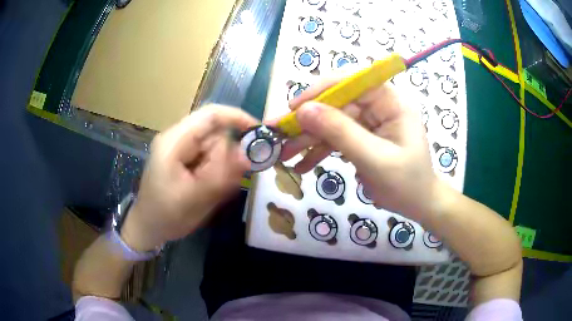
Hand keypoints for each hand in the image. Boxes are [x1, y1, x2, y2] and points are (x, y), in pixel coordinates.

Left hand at [121, 105, 257, 250]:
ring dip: (222, 168)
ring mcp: (181, 148)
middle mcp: (178, 138)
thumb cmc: (166, 215)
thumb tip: (248, 154)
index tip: (259, 133)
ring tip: (211, 192)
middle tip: (225, 184)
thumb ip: (221, 175)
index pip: (210, 115)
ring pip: (216, 147)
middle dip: (227, 157)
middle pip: (216, 134)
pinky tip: (207, 189)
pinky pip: (210, 158)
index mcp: (174, 141)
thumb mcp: (195, 198)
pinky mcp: (184, 158)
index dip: (237, 118)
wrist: (148, 227)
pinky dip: (216, 172)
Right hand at [275, 80, 441, 221]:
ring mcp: (368, 123)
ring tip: (284, 155)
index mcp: (390, 102)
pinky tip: (302, 165)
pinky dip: (318, 151)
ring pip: (331, 122)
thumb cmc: (406, 183)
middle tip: (277, 134)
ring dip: (307, 138)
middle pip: (336, 103)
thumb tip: (303, 110)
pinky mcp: (361, 139)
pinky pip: (335, 139)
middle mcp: (378, 107)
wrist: (418, 205)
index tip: (295, 106)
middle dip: (307, 121)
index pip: (352, 82)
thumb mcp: (375, 159)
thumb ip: (340, 133)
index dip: (321, 89)